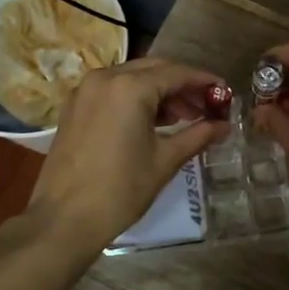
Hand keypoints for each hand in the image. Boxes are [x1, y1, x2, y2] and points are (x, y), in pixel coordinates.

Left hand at [26, 58, 229, 251]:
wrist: (64, 219)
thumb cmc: (121, 190)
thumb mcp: (165, 161)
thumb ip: (197, 135)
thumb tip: (224, 126)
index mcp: (130, 87)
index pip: (176, 73)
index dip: (204, 81)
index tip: (225, 91)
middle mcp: (105, 78)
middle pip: (154, 70)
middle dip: (182, 86)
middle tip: (206, 107)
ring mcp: (85, 91)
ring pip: (132, 78)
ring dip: (159, 92)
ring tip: (183, 118)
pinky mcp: (74, 107)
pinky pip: (112, 91)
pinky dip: (135, 99)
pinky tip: (152, 122)